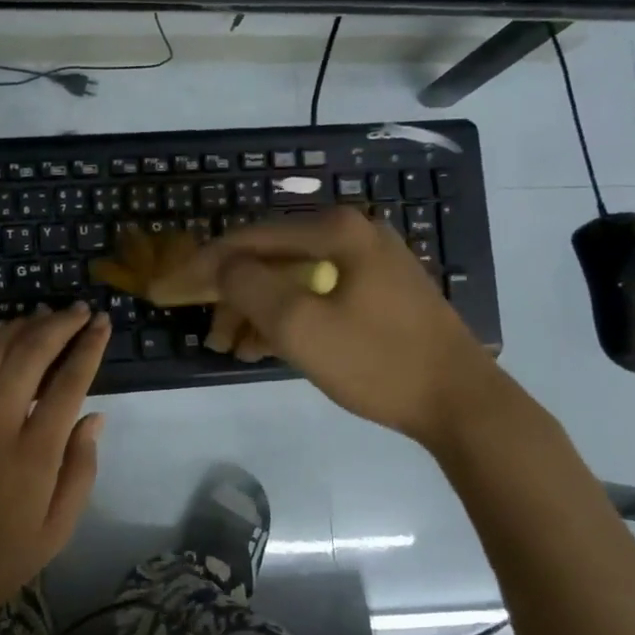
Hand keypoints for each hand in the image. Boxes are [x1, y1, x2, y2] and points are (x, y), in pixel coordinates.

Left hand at [0, 304, 110, 634]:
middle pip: (30, 353)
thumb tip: (95, 417)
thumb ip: (80, 469)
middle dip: (59, 324)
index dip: (88, 346)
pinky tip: (5, 338)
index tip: (101, 323)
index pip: (68, 382)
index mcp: (33, 455)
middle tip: (78, 310)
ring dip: (22, 325)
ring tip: (45, 314)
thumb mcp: (56, 531)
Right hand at [187, 207, 496, 444]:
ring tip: (235, 348)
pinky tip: (268, 346)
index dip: (206, 266)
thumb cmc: (378, 362)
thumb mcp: (301, 326)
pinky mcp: (380, 291)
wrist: (462, 403)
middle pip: (272, 258)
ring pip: (294, 279)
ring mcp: (370, 262)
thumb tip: (221, 264)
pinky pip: (319, 294)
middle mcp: (353, 234)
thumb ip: (250, 287)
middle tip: (212, 336)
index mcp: (335, 231)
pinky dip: (290, 317)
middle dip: (234, 295)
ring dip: (259, 310)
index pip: (250, 239)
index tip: (172, 290)